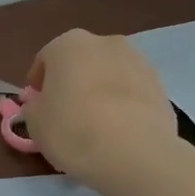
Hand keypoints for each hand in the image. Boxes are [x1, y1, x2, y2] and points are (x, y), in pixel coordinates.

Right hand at [23, 30, 177, 190]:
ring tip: (95, 123)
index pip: (45, 60)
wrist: (135, 153)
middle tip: (66, 113)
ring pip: (108, 74)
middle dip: (71, 82)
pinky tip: (119, 130)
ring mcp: (138, 61)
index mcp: (68, 44)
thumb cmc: (73, 131)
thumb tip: (42, 104)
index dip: (38, 84)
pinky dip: (123, 103)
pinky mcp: (160, 84)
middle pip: (80, 61)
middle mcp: (105, 42)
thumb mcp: (36, 124)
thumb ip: (35, 107)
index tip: (37, 106)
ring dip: (99, 90)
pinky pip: (131, 91)